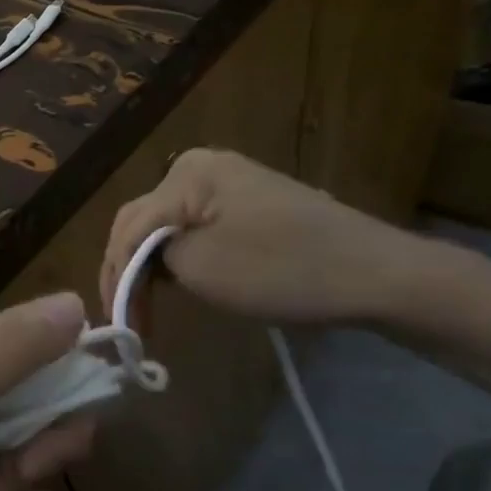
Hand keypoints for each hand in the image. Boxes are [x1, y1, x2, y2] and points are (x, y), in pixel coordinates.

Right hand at [100, 149, 437, 327]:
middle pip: (143, 222)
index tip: (114, 324)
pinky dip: (180, 259)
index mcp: (186, 173)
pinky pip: (195, 228)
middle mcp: (200, 167)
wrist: (377, 275)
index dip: (114, 276)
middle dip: (129, 270)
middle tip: (126, 318)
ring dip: (151, 267)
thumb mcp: (200, 268)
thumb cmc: (282, 270)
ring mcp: (228, 183)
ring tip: (145, 308)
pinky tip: (175, 285)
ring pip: (167, 227)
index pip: (128, 227)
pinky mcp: (248, 203)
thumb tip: (139, 259)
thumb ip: (150, 257)